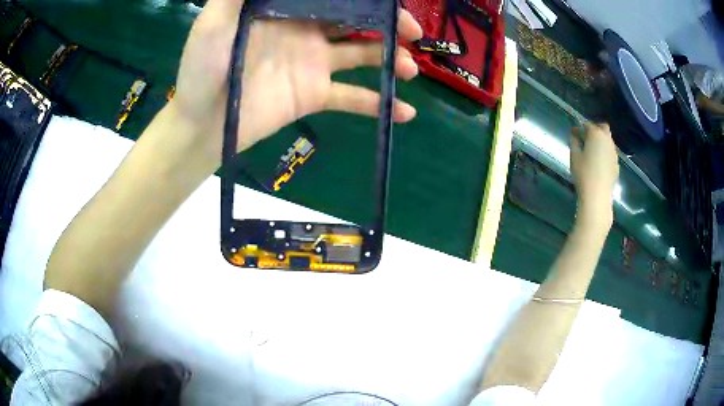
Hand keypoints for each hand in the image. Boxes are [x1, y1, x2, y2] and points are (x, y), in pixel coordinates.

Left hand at [171, 0, 422, 163]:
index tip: (389, 0)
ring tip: (410, 68)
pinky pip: (352, 98)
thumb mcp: (214, 21)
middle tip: (414, 32)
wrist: (202, 124)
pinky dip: (379, 104)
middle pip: (356, 20)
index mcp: (286, 9)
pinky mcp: (314, 95)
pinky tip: (405, 112)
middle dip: (388, 23)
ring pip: (362, 54)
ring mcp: (312, 63)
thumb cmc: (202, 69)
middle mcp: (305, 31)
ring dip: (391, 59)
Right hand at [570, 123, 618, 226]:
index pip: (587, 125)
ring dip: (601, 141)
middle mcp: (607, 140)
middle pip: (603, 127)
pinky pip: (610, 153)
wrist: (598, 195)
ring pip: (608, 140)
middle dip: (595, 128)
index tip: (573, 133)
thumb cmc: (584, 173)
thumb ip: (574, 142)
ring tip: (592, 151)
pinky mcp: (616, 164)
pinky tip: (599, 163)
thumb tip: (575, 135)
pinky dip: (605, 153)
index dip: (579, 128)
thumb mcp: (574, 156)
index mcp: (595, 135)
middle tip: (587, 137)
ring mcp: (614, 152)